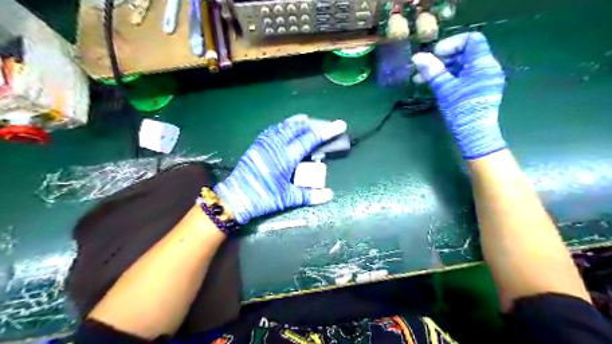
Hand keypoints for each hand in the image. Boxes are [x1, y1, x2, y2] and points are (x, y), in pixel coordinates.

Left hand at [214, 115, 346, 223]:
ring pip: (282, 127)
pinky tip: (283, 128)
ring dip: (295, 122)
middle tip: (321, 124)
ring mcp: (264, 144)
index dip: (326, 132)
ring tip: (304, 120)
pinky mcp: (256, 146)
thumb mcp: (287, 199)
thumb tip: (329, 195)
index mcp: (286, 157)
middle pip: (296, 128)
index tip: (339, 125)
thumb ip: (309, 195)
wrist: (235, 197)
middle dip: (311, 125)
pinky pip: (271, 130)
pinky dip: (281, 127)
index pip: (310, 140)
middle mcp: (276, 146)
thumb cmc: (263, 198)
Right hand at [411, 31, 506, 158]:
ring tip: (422, 80)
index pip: (471, 40)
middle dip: (442, 59)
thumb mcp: (444, 89)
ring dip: (443, 70)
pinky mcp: (480, 90)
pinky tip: (436, 86)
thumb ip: (432, 70)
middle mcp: (488, 68)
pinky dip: (450, 78)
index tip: (434, 55)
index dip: (451, 44)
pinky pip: (465, 77)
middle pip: (465, 53)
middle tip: (423, 70)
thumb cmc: (461, 110)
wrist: (474, 134)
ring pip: (463, 66)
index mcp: (483, 64)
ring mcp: (485, 80)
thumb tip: (417, 57)